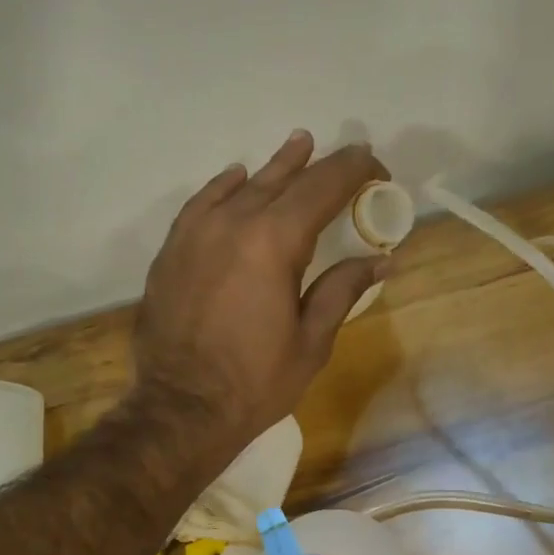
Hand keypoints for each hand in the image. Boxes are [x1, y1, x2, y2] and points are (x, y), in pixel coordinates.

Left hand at [133, 131, 389, 453]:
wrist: (183, 409)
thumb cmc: (256, 382)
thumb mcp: (312, 341)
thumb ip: (342, 290)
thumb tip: (381, 260)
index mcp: (274, 242)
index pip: (322, 188)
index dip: (354, 171)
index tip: (377, 168)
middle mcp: (233, 223)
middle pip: (283, 180)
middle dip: (320, 166)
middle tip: (346, 157)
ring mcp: (195, 234)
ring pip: (241, 187)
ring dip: (275, 168)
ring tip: (298, 146)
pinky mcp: (172, 252)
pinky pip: (202, 204)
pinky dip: (224, 188)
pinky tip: (236, 180)